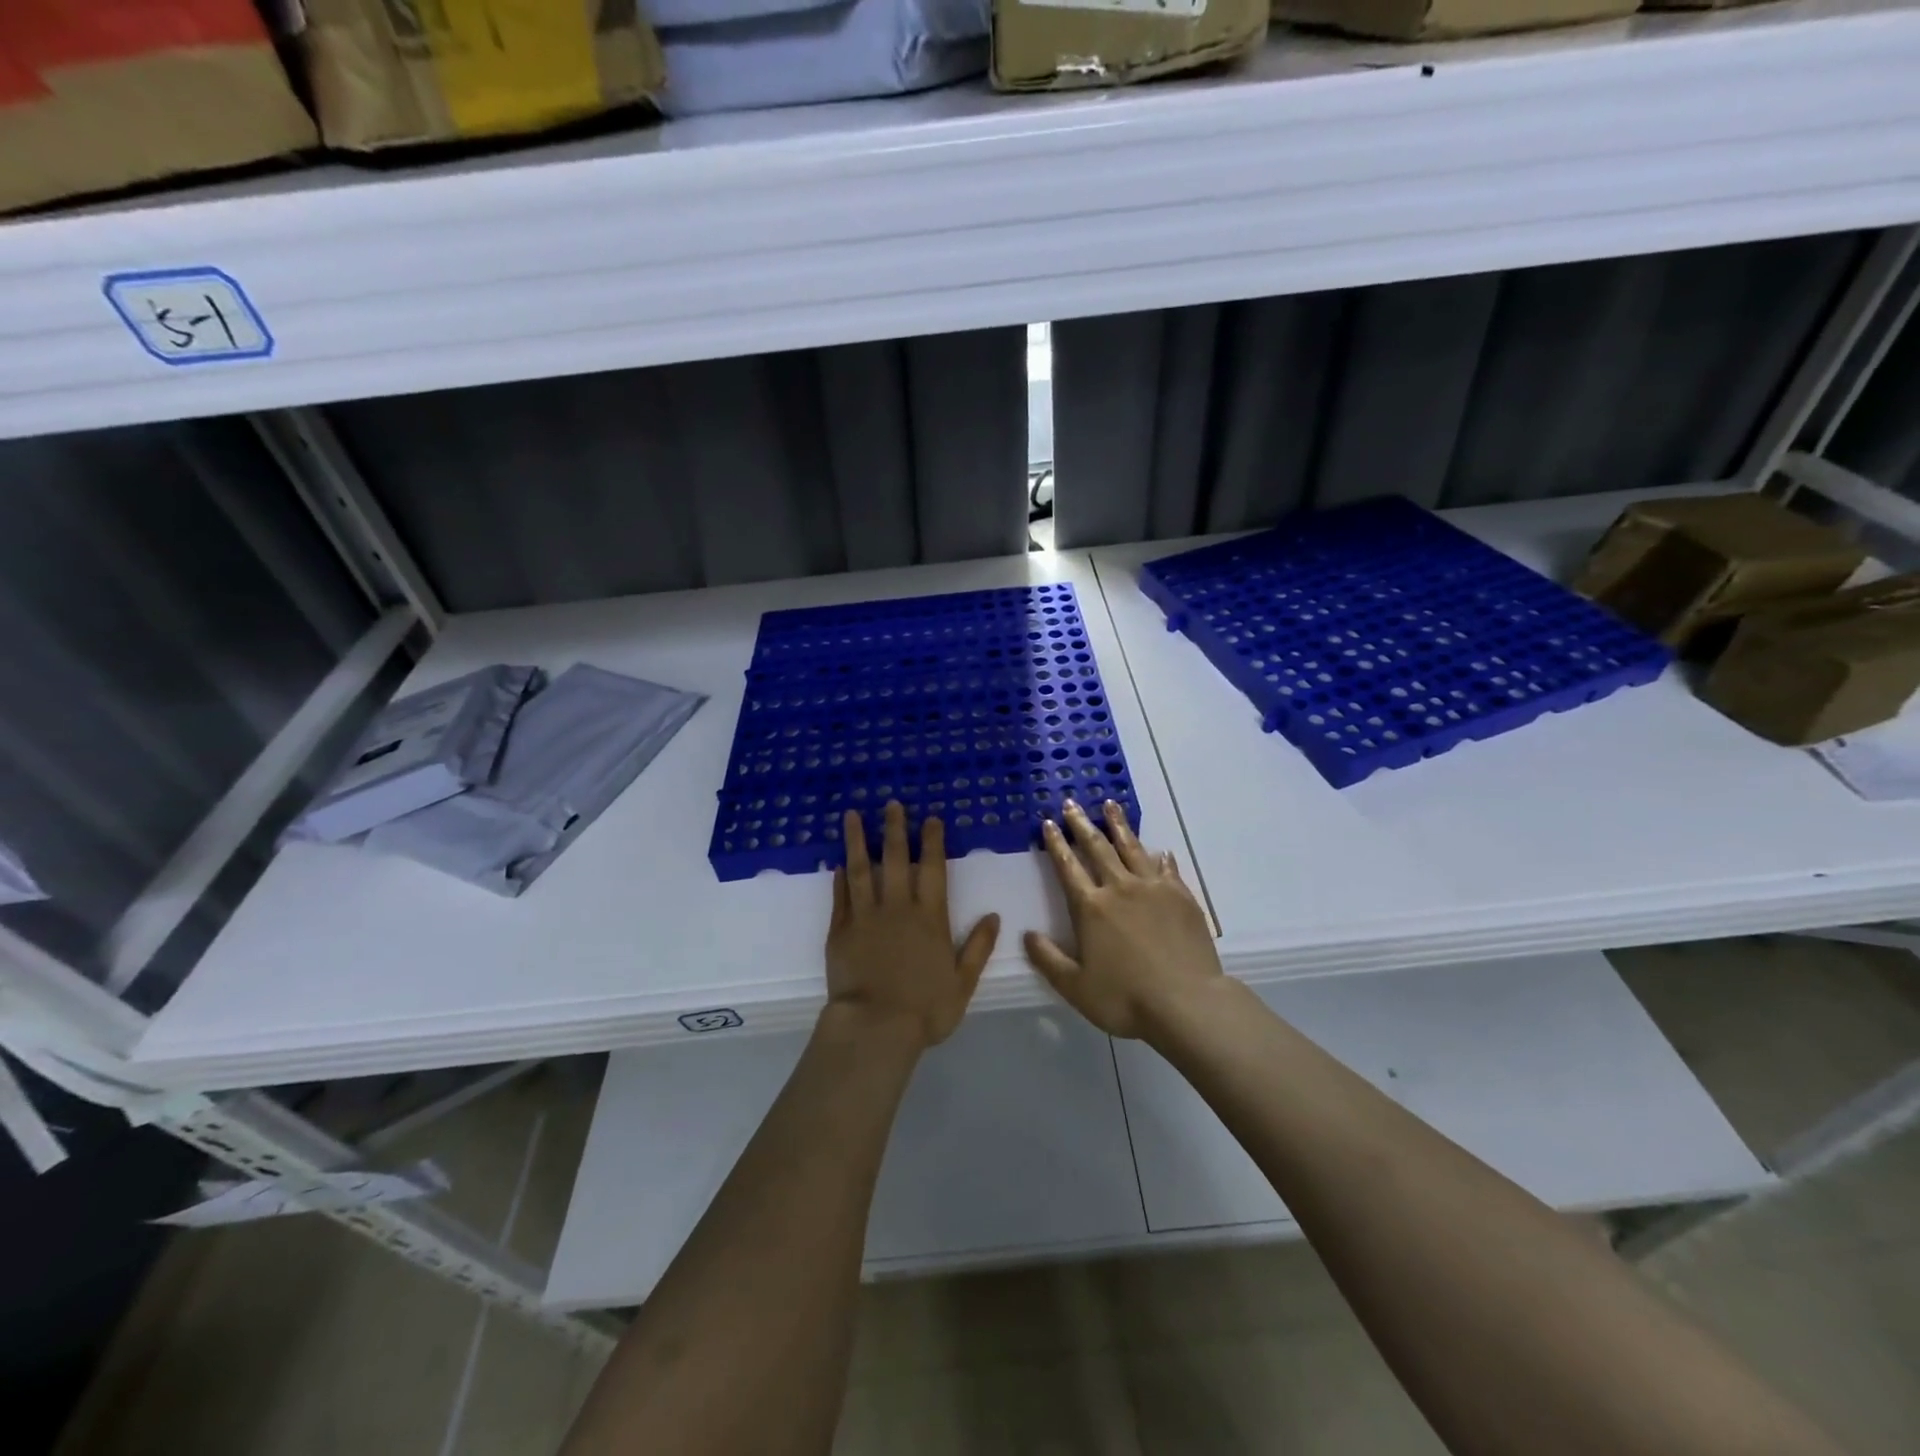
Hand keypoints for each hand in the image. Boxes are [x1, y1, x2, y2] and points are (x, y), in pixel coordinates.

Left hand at [825, 803, 1000, 1049]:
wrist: (875, 1027)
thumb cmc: (925, 1009)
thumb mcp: (962, 982)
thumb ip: (978, 947)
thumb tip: (993, 916)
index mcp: (930, 918)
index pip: (932, 870)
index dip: (932, 842)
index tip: (930, 819)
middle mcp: (898, 908)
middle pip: (896, 860)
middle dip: (895, 829)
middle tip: (891, 803)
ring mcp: (865, 917)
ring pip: (861, 870)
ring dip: (858, 841)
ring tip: (852, 816)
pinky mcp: (840, 931)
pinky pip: (840, 897)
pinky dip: (839, 878)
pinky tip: (837, 862)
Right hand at [1024, 800, 1223, 1040]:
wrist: (1186, 1003)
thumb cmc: (1125, 998)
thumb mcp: (1075, 987)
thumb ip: (1048, 959)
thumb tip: (1028, 935)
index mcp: (1090, 907)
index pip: (1068, 867)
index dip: (1056, 844)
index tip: (1048, 823)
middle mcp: (1120, 888)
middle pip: (1098, 848)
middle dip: (1081, 824)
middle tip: (1072, 803)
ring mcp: (1153, 889)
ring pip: (1132, 848)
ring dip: (1119, 826)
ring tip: (1110, 805)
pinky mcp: (1181, 897)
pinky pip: (1167, 869)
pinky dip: (1160, 857)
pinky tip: (1160, 850)